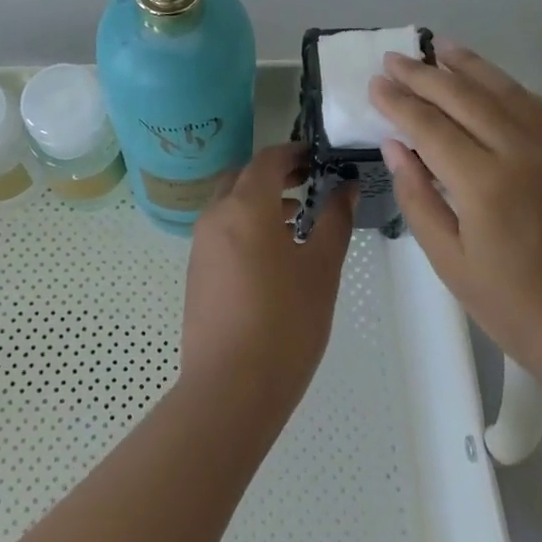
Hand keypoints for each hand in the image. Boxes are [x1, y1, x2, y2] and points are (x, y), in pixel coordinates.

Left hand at [180, 144, 355, 419]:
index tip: (321, 157)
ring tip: (298, 218)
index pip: (268, 159)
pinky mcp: (196, 271)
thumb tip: (345, 187)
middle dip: (275, 173)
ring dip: (260, 199)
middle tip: (309, 181)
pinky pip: (221, 229)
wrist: (230, 388)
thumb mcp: (322, 269)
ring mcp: (201, 244)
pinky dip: (245, 224)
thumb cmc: (286, 323)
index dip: (295, 152)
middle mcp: (216, 215)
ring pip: (230, 203)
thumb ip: (335, 220)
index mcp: (246, 206)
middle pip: (243, 176)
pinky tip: (273, 253)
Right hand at [369, 41, 541, 383]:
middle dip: (424, 75)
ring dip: (468, 66)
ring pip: (505, 91)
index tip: (374, 84)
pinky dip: (507, 86)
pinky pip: (537, 106)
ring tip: (439, 47)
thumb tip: (395, 146)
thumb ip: (418, 198)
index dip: (398, 102)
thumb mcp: (450, 263)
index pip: (430, 126)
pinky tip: (489, 80)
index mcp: (485, 185)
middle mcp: (522, 153)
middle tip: (393, 59)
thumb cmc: (516, 309)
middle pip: (465, 97)